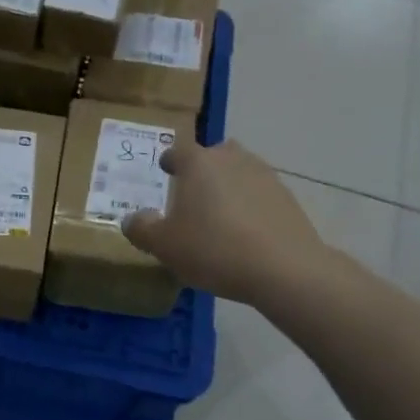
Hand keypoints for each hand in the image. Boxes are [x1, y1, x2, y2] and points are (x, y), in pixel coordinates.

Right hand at [123, 138, 334, 304]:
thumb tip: (132, 218)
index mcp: (198, 163)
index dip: (169, 161)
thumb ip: (141, 228)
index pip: (178, 150)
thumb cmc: (213, 249)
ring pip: (238, 173)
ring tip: (218, 216)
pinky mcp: (287, 198)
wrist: (284, 268)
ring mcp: (264, 176)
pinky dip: (248, 206)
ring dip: (227, 187)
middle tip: (191, 195)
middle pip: (213, 156)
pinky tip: (244, 233)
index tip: (164, 171)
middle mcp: (232, 159)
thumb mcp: (164, 245)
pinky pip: (258, 195)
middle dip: (201, 170)